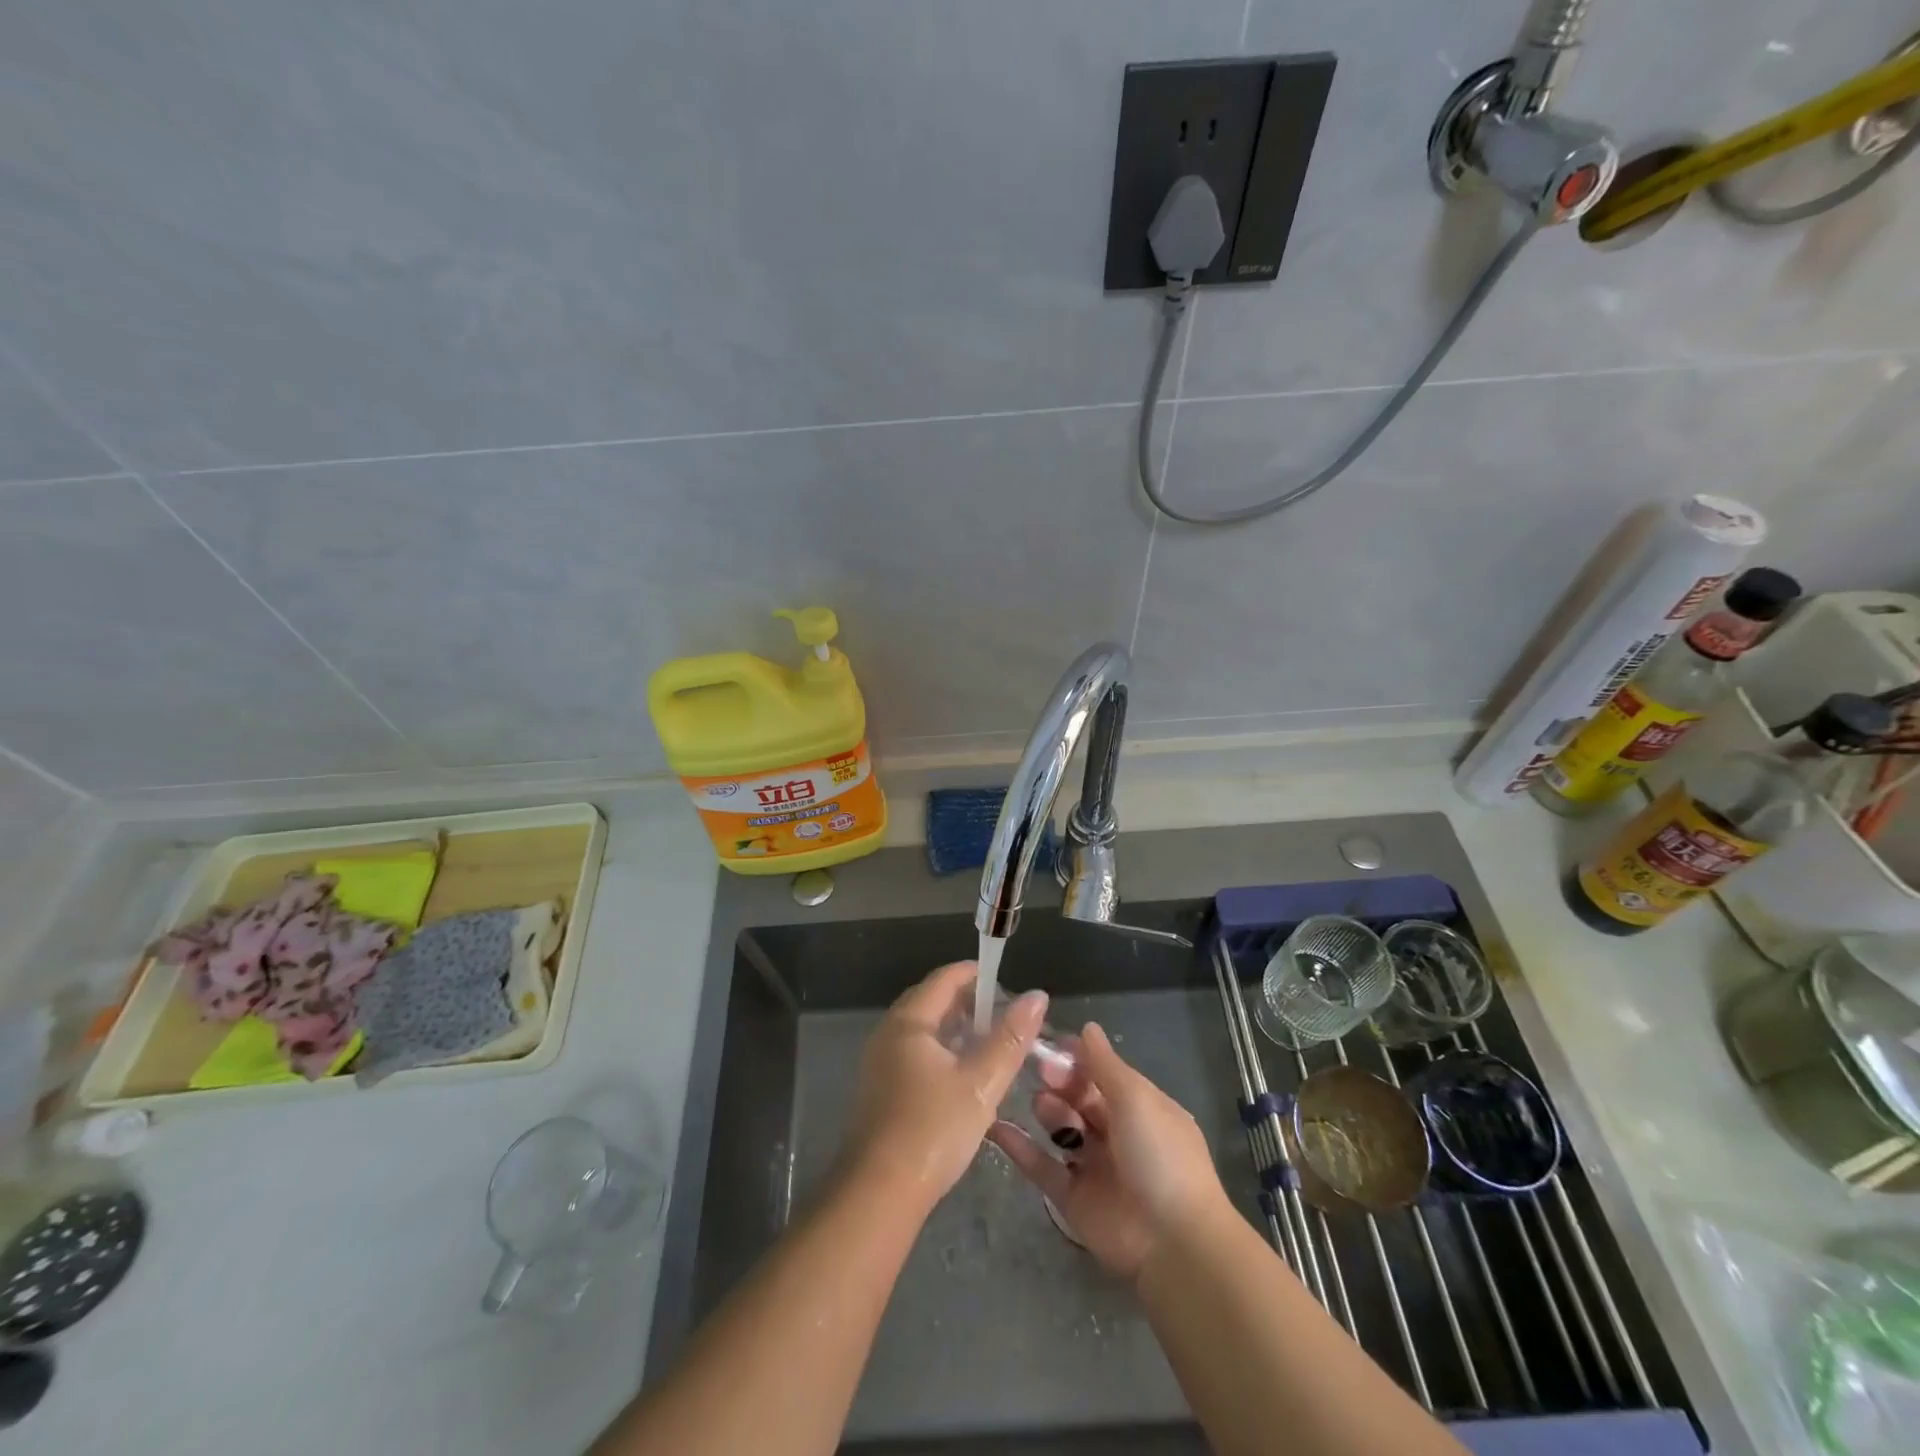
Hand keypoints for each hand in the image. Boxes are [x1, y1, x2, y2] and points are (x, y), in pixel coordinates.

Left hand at [844, 961, 1046, 1209]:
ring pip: (923, 1029)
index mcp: (908, 1022)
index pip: (944, 979)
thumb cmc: (933, 1129)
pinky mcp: (881, 1089)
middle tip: (1004, 1015)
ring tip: (990, 1043)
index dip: (976, 974)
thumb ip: (1010, 1038)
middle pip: (931, 1001)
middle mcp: (889, 1033)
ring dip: (956, 1028)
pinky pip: (915, 1052)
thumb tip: (1037, 996)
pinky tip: (964, 1074)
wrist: (879, 1193)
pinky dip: (942, 1050)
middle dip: (968, 1002)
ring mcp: (880, 1062)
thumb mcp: (981, 1082)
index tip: (1007, 983)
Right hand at [988, 1022, 1225, 1281]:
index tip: (1049, 1043)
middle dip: (1060, 1081)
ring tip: (1041, 1105)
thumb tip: (1087, 1027)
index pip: (1102, 1073)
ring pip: (1061, 1128)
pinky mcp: (1071, 1199)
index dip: (1077, 1057)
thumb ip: (1105, 1063)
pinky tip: (995, 1126)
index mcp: (1140, 1108)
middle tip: (1041, 1070)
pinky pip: (1041, 1166)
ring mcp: (1093, 1167)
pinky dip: (1020, 1147)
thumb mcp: (1136, 1098)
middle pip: (1079, 1098)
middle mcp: (1117, 1134)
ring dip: (1048, 1110)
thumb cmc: (1159, 1155)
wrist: (1172, 1242)